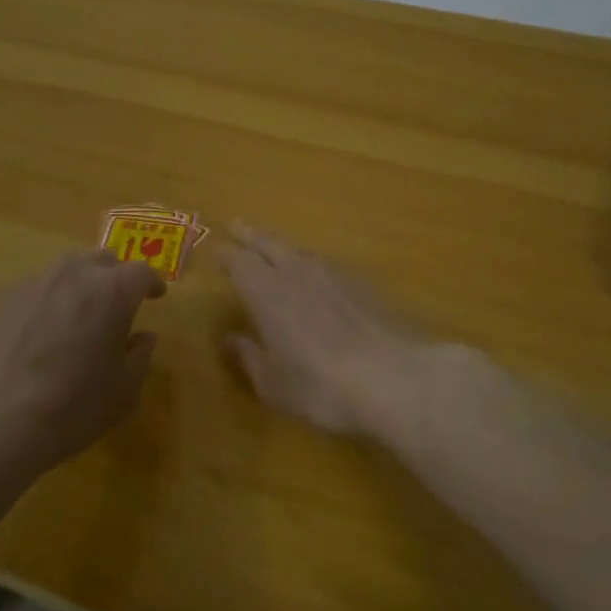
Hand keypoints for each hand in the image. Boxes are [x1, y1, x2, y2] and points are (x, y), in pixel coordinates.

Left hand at [0, 250, 165, 470]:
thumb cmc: (73, 407)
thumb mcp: (123, 392)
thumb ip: (139, 357)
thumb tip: (142, 338)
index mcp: (113, 293)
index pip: (141, 272)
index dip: (151, 283)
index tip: (155, 296)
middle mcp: (73, 275)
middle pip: (101, 260)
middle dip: (113, 277)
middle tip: (115, 304)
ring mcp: (32, 283)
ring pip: (64, 270)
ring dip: (77, 285)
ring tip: (75, 316)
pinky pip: (33, 290)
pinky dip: (44, 303)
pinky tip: (36, 334)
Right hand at [221, 224, 421, 434]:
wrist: (393, 378)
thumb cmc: (320, 386)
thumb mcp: (274, 384)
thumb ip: (250, 357)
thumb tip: (232, 339)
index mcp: (266, 292)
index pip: (239, 262)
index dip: (226, 255)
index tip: (217, 249)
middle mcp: (296, 272)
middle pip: (268, 243)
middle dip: (250, 234)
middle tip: (237, 224)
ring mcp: (333, 274)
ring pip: (300, 250)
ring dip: (282, 247)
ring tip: (275, 249)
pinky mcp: (363, 283)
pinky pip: (327, 264)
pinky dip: (312, 264)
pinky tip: (317, 275)